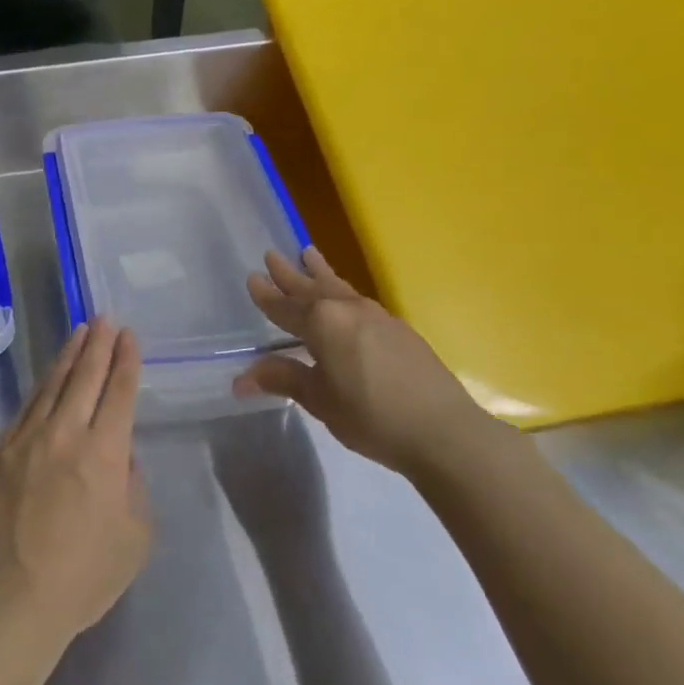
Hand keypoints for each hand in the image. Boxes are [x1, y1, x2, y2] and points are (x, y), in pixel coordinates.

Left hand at [0, 319, 151, 645]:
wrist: (13, 597)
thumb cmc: (85, 575)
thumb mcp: (135, 536)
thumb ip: (133, 486)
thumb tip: (119, 457)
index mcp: (103, 451)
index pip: (119, 392)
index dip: (126, 361)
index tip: (129, 336)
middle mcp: (64, 433)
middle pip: (84, 377)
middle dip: (98, 344)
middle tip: (105, 318)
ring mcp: (25, 439)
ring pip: (50, 385)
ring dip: (67, 356)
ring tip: (78, 333)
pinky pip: (24, 410)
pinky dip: (40, 390)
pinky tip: (45, 380)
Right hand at [232, 247, 489, 475]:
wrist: (443, 430)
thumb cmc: (370, 415)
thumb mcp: (319, 400)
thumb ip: (283, 379)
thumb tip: (240, 379)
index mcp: (322, 322)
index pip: (284, 307)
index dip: (266, 295)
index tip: (252, 277)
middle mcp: (347, 309)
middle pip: (311, 287)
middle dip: (289, 273)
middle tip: (272, 254)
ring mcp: (376, 316)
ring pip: (338, 287)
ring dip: (319, 272)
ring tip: (309, 254)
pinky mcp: (398, 328)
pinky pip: (358, 298)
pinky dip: (342, 290)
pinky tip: (345, 297)